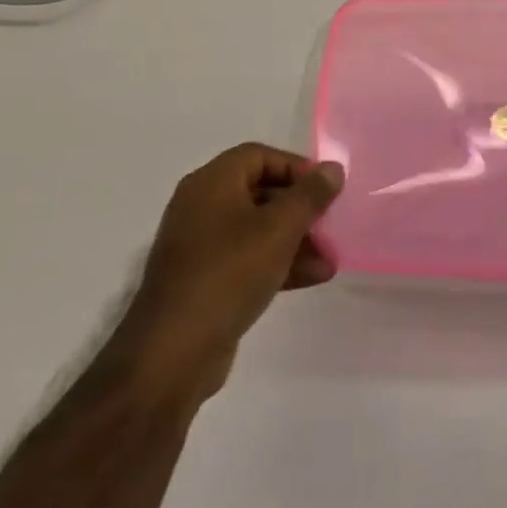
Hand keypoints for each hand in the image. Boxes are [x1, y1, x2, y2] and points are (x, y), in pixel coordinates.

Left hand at [118, 143, 342, 409]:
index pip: (259, 156)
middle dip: (300, 208)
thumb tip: (332, 169)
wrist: (174, 351)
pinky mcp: (204, 280)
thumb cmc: (229, 273)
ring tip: (330, 258)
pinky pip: (247, 258)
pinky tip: (313, 277)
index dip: (296, 167)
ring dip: (295, 239)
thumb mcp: (279, 228)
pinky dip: (278, 262)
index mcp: (211, 183)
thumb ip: (310, 195)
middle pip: (260, 192)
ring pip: (257, 229)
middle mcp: (201, 206)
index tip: (325, 189)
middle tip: (331, 224)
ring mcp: (200, 245)